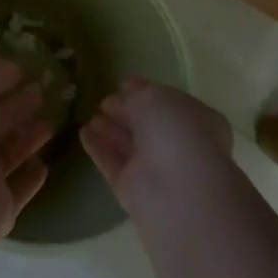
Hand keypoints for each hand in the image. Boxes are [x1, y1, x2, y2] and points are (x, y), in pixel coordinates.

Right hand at [81, 78, 233, 215]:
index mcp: (195, 120)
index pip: (168, 103)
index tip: (123, 84)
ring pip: (128, 145)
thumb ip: (137, 96)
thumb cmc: (177, 133)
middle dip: (125, 112)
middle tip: (103, 102)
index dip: (146, 92)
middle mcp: (178, 145)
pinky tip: (83, 133)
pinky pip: (112, 164)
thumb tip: (123, 98)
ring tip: (90, 117)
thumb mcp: (156, 99)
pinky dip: (98, 148)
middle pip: (146, 126)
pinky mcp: (132, 190)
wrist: (179, 192)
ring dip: (109, 129)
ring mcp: (155, 170)